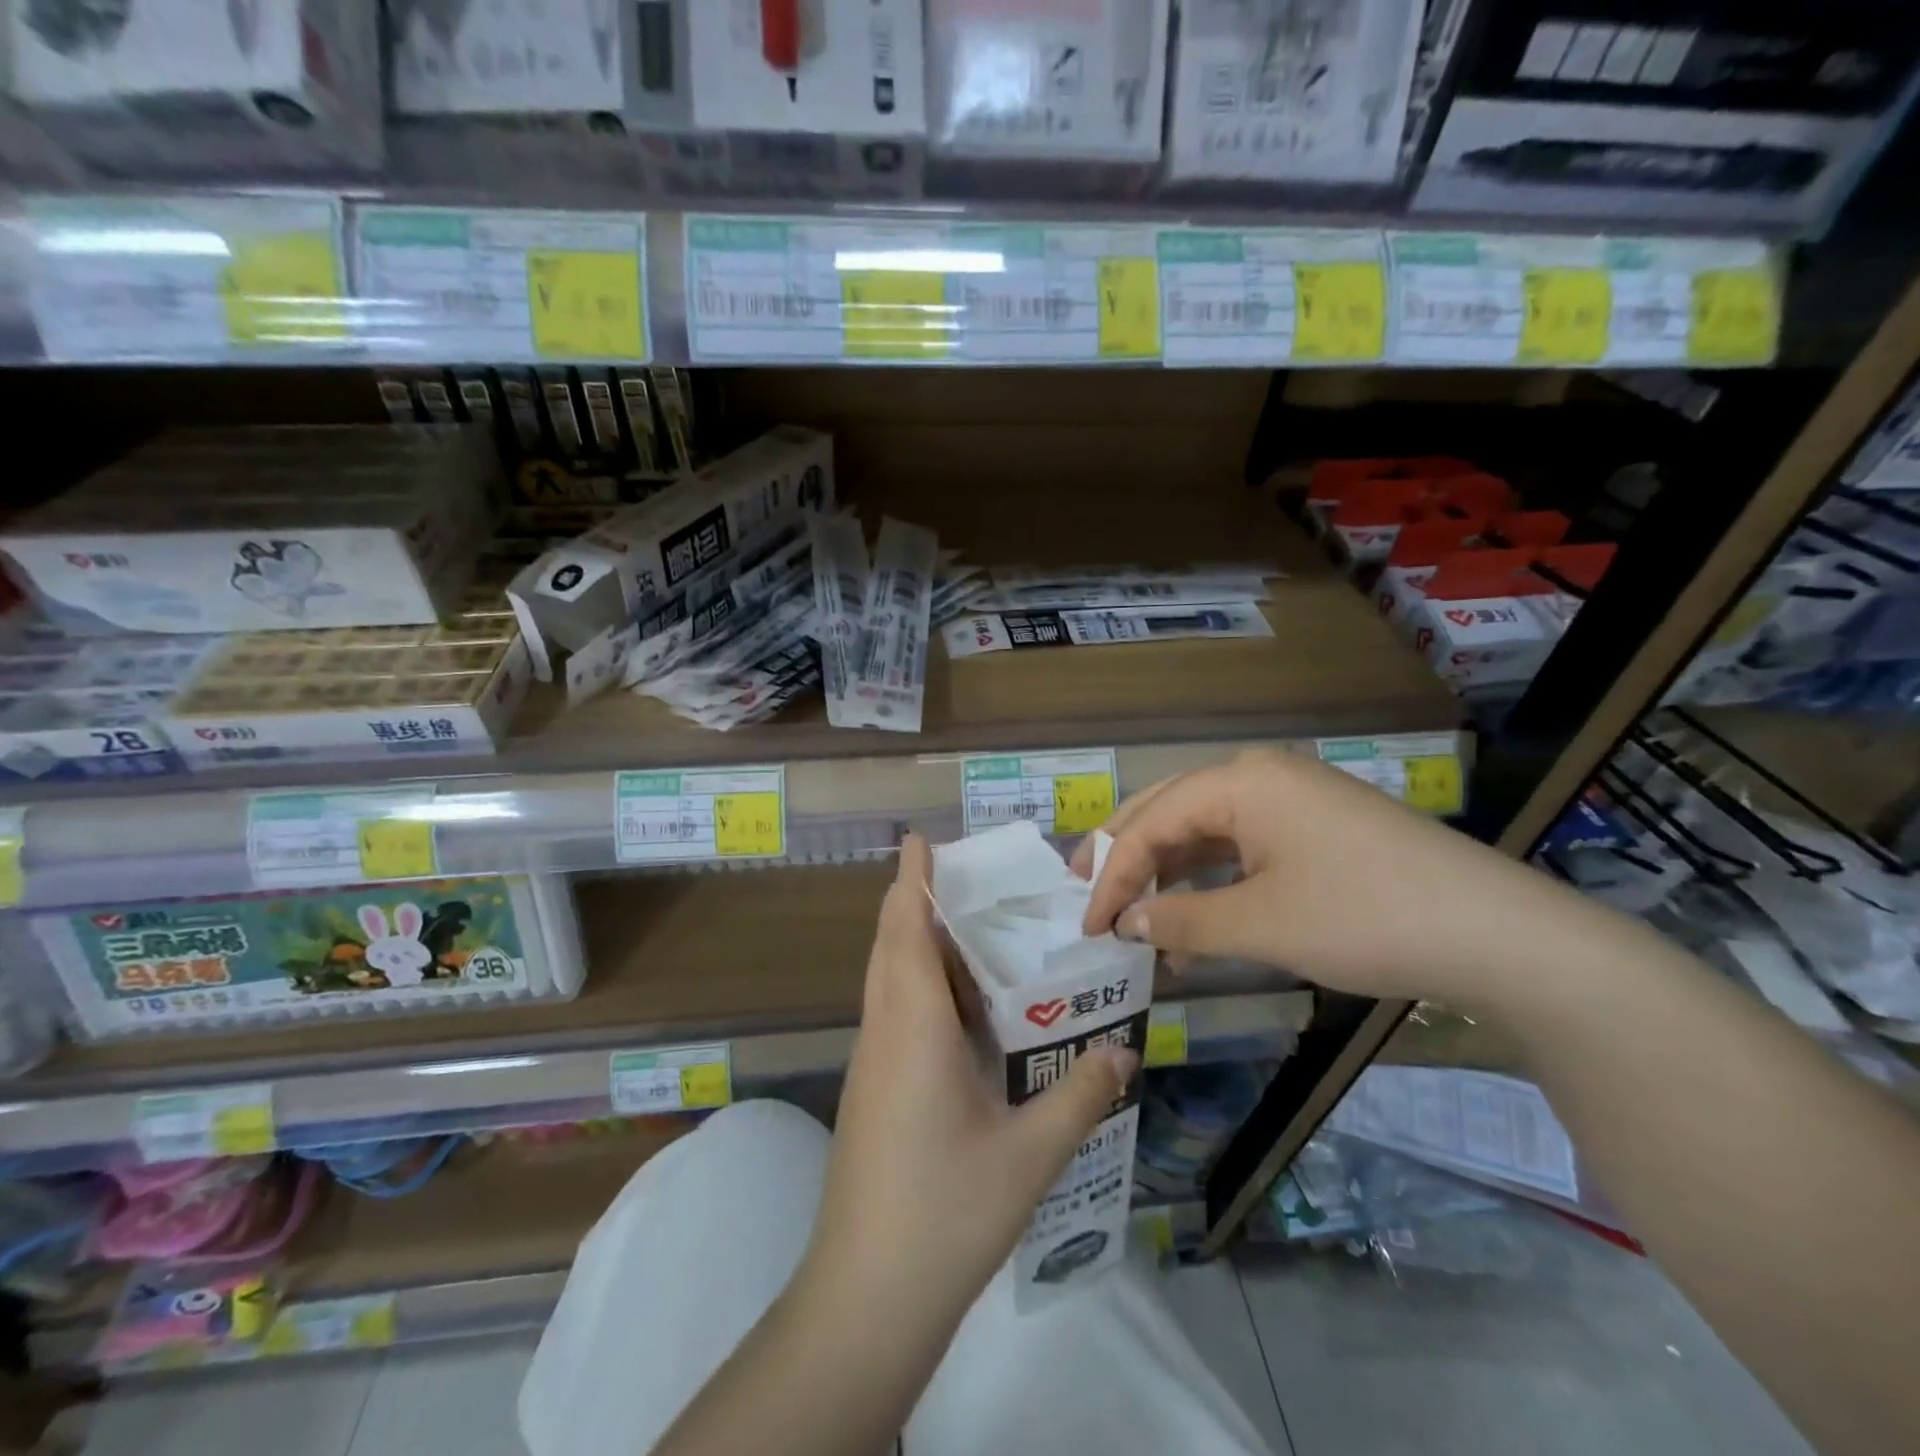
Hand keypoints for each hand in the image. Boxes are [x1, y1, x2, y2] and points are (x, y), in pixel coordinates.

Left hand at [805, 834, 1139, 1329]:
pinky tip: (964, 1009)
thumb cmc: (945, 1213)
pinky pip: (894, 1013)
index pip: (904, 929)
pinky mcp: (872, 1090)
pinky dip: (921, 986)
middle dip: (917, 900)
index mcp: (913, 1027)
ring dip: (918, 943)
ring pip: (889, 979)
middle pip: (892, 944)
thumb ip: (1080, 1096)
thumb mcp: (1029, 1156)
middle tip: (970, 877)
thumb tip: (1124, 1052)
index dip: (910, 878)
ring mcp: (872, 1063)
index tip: (922, 838)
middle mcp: (884, 1032)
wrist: (865, 1298)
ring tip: (975, 930)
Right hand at [1076, 748, 1564, 1007]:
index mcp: (1241, 782)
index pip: (1151, 823)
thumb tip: (1128, 924)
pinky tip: (1196, 920)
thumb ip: (1182, 920)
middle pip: (1171, 812)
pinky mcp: (1318, 829)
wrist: (1499, 935)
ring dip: (1169, 874)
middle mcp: (1261, 777)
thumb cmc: (1365, 917)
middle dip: (1127, 857)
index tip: (1087, 926)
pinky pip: (1244, 848)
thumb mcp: (1261, 925)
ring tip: (1137, 917)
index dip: (1112, 875)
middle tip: (1088, 897)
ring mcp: (1294, 800)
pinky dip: (1212, 882)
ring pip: (1206, 831)